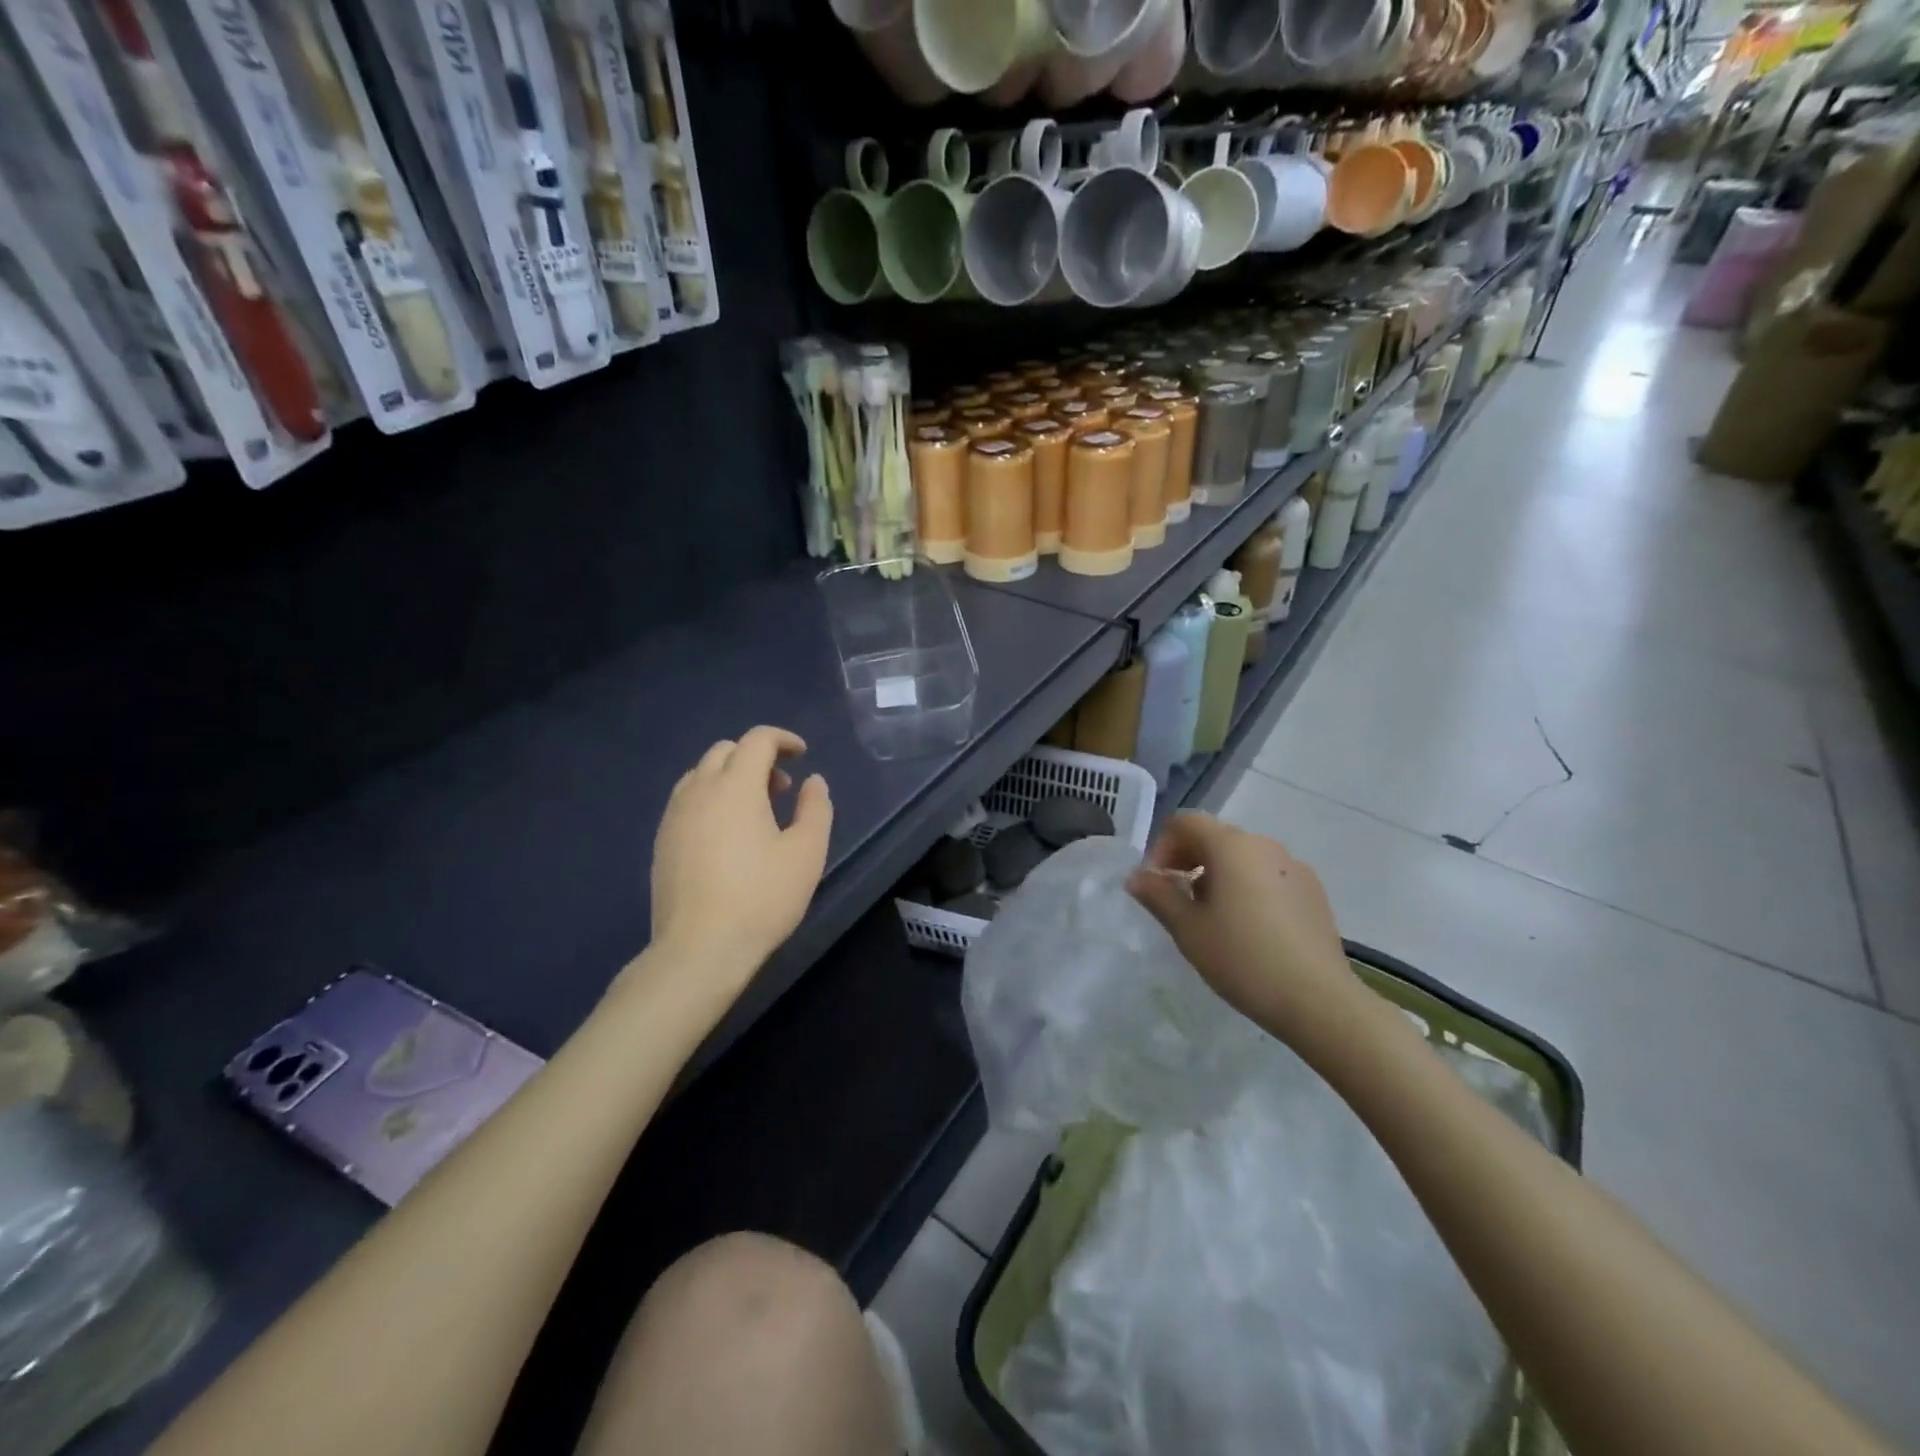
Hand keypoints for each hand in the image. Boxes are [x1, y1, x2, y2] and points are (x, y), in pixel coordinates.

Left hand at [647, 727, 832, 994]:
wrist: (700, 949)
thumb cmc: (762, 897)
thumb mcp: (806, 852)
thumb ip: (815, 808)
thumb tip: (812, 781)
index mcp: (735, 785)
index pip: (756, 740)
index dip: (782, 739)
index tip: (802, 754)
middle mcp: (699, 790)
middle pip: (725, 751)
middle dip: (756, 758)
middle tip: (781, 788)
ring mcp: (674, 816)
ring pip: (701, 774)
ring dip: (731, 777)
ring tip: (755, 812)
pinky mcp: (662, 841)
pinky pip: (687, 800)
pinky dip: (711, 799)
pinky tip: (727, 835)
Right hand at [1126, 813, 1358, 1045]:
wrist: (1318, 1000)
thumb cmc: (1242, 959)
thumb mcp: (1187, 929)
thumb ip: (1158, 895)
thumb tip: (1136, 876)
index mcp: (1231, 846)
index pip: (1186, 822)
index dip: (1162, 846)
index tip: (1157, 883)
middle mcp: (1264, 845)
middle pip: (1215, 836)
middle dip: (1189, 860)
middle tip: (1177, 901)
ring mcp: (1294, 866)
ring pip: (1243, 857)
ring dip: (1218, 874)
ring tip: (1213, 918)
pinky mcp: (1313, 891)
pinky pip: (1269, 875)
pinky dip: (1248, 887)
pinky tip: (1249, 929)